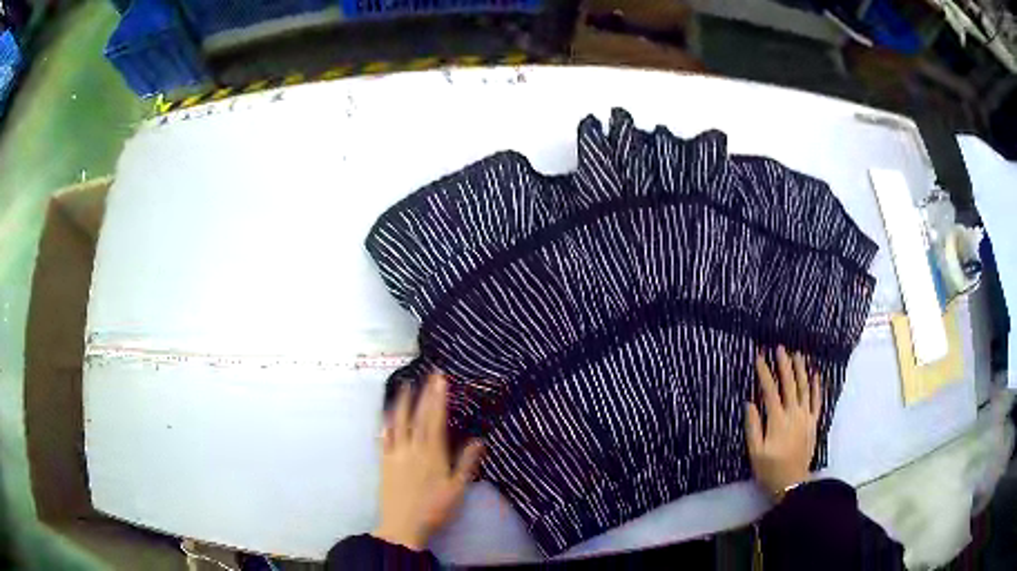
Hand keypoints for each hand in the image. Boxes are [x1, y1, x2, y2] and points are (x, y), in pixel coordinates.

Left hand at [373, 372, 484, 550]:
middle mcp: (412, 449)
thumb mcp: (457, 489)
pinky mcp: (384, 463)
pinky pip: (384, 438)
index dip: (437, 398)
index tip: (440, 379)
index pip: (435, 420)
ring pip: (398, 423)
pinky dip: (386, 424)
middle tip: (425, 374)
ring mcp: (395, 454)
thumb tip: (478, 439)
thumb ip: (467, 463)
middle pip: (417, 417)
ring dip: (401, 403)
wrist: (403, 526)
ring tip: (404, 386)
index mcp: (432, 454)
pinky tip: (386, 417)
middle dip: (423, 394)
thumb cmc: (434, 509)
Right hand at [744, 346, 821, 500]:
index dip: (764, 373)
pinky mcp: (814, 423)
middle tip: (780, 348)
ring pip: (804, 388)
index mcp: (777, 421)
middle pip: (789, 384)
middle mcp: (793, 414)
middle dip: (784, 365)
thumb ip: (753, 427)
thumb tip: (749, 403)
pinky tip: (815, 374)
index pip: (770, 391)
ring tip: (797, 354)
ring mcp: (806, 417)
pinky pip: (817, 401)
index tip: (759, 358)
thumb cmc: (770, 469)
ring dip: (801, 370)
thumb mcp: (755, 452)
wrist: (792, 483)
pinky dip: (816, 386)